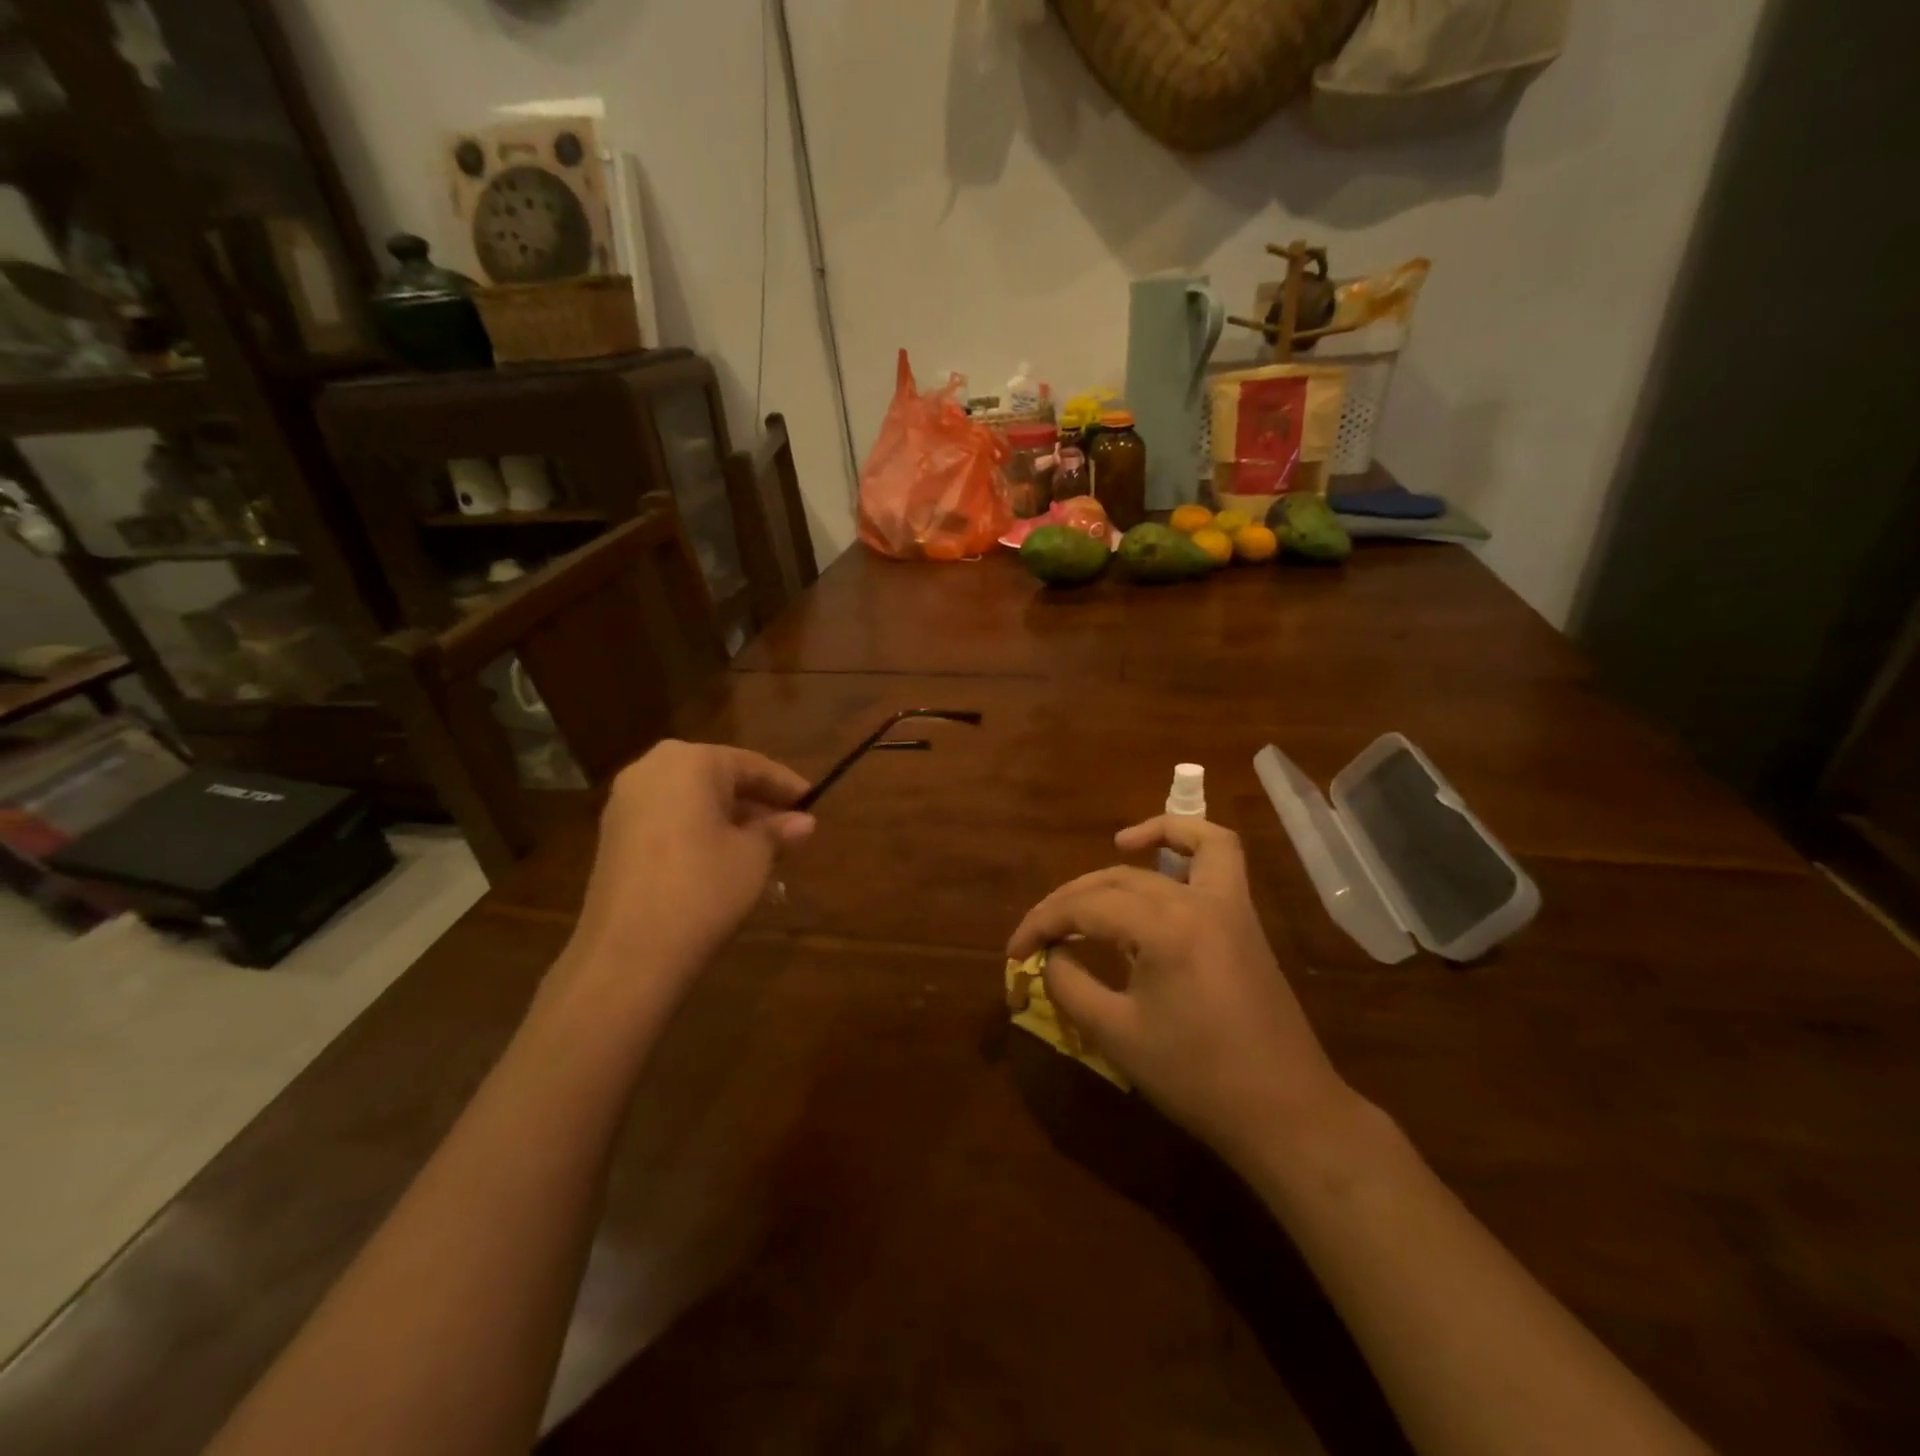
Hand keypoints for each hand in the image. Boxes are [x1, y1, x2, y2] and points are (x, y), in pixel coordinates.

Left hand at [564, 740, 814, 998]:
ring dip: (727, 816)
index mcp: (690, 762)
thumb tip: (803, 822)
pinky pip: (667, 817)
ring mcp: (625, 802)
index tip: (813, 802)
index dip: (785, 785)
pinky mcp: (612, 834)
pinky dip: (698, 828)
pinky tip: (722, 855)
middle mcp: (652, 768)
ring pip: (691, 798)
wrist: (628, 952)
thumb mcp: (753, 858)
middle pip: (717, 777)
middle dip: (755, 800)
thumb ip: (778, 831)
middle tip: (788, 823)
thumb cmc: (702, 889)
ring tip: (762, 843)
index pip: (751, 765)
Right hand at [1007, 815, 1354, 1170]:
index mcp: (1164, 929)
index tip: (1015, 952)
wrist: (1284, 1112)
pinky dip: (1188, 840)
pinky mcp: (1242, 917)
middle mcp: (1197, 900)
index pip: (1085, 908)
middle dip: (1067, 902)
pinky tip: (1159, 855)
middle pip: (1116, 880)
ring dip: (1126, 856)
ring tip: (1095, 869)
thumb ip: (1070, 986)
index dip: (1042, 924)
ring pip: (1167, 854)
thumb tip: (1050, 956)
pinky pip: (1219, 856)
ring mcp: (1228, 903)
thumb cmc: (1196, 1078)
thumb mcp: (1116, 1035)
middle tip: (1038, 935)